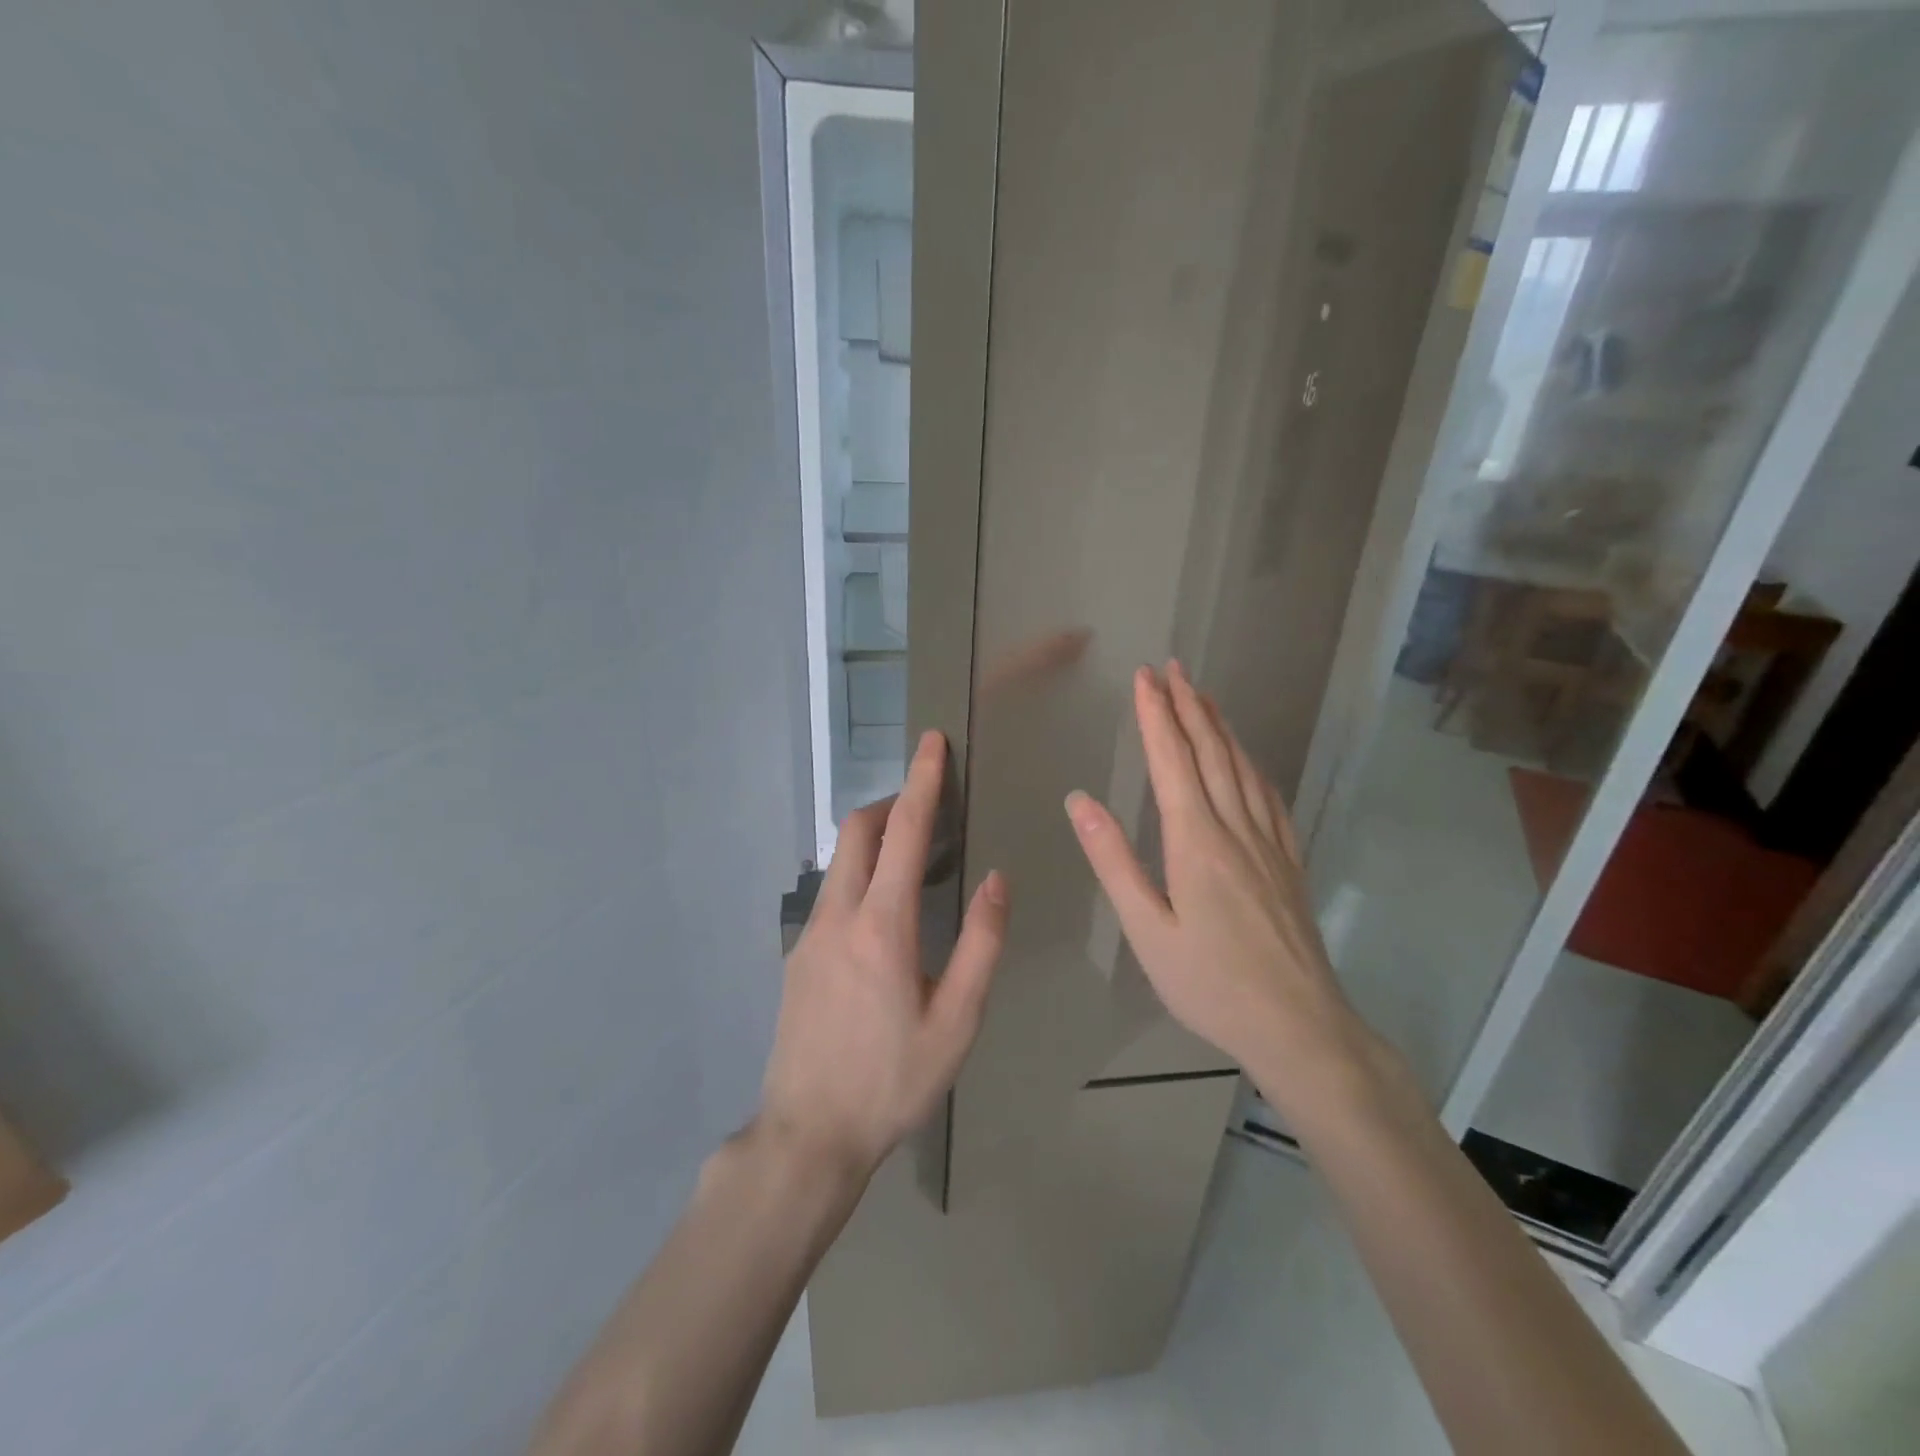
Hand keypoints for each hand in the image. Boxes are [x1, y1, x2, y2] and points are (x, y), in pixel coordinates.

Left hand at [760, 730, 1009, 1178]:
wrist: (806, 1136)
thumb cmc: (892, 1081)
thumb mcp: (956, 1022)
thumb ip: (981, 945)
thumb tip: (995, 880)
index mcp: (881, 926)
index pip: (905, 832)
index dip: (922, 781)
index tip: (931, 741)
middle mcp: (837, 916)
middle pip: (856, 830)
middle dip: (891, 802)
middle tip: (927, 807)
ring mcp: (808, 935)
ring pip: (838, 861)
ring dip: (873, 840)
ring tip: (912, 859)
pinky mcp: (795, 957)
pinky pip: (830, 893)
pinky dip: (858, 875)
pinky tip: (882, 916)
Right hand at [1064, 662, 1375, 1113]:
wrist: (1299, 1025)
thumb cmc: (1209, 983)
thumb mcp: (1146, 929)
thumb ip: (1114, 861)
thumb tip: (1079, 801)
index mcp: (1195, 841)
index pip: (1171, 761)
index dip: (1156, 715)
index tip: (1144, 678)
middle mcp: (1234, 829)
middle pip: (1210, 753)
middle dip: (1188, 706)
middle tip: (1173, 668)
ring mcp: (1268, 843)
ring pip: (1241, 768)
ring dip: (1220, 726)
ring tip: (1204, 695)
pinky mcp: (1288, 861)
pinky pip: (1269, 797)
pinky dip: (1251, 765)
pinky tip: (1247, 759)